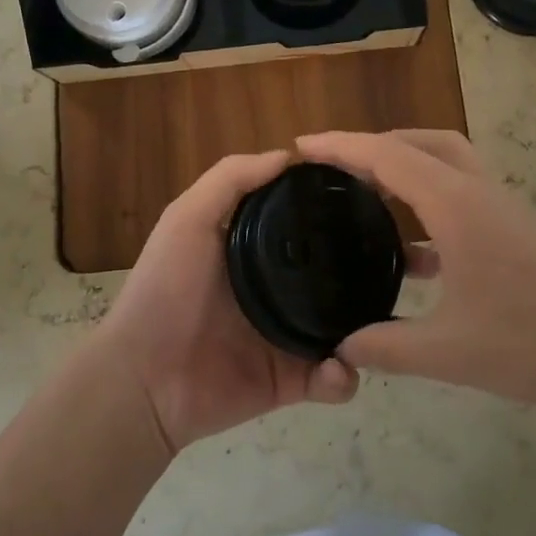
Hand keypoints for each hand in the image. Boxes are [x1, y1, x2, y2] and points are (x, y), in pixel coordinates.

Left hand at [96, 150, 358, 453]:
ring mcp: (285, 334)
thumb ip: (231, 179)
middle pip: (331, 272)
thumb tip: (289, 155)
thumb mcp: (188, 217)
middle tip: (392, 264)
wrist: (143, 380)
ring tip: (376, 323)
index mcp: (254, 248)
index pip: (302, 221)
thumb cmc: (164, 288)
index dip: (330, 207)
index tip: (368, 196)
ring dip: (363, 327)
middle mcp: (275, 286)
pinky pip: (331, 378)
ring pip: (343, 325)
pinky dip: (342, 377)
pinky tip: (338, 368)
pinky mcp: (290, 380)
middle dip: (361, 268)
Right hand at [298, 130, 535, 407]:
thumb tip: (341, 346)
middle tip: (335, 170)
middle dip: (372, 147)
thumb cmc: (534, 340)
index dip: (341, 146)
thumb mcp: (451, 352)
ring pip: (442, 162)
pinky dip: (426, 204)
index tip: (301, 146)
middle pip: (417, 143)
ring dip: (403, 169)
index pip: (386, 156)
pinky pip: (458, 194)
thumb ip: (388, 347)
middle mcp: (475, 191)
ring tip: (367, 200)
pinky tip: (413, 255)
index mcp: (454, 204)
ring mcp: (498, 207)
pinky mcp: (512, 227)